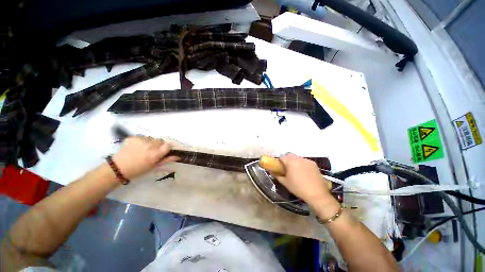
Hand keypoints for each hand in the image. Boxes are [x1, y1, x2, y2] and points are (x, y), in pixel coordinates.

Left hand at [112, 136, 178, 178]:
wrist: (118, 168)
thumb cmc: (138, 170)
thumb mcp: (154, 166)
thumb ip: (166, 159)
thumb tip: (178, 156)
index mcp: (155, 154)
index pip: (168, 145)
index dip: (167, 147)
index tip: (164, 150)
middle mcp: (149, 146)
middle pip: (160, 140)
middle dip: (158, 145)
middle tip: (152, 151)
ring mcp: (140, 141)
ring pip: (151, 138)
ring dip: (150, 142)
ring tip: (142, 149)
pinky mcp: (133, 138)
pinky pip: (142, 137)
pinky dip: (141, 141)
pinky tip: (136, 147)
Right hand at [275, 153, 333, 206]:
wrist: (317, 194)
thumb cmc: (298, 188)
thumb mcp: (285, 183)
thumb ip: (277, 175)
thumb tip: (272, 171)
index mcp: (291, 162)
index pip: (282, 156)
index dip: (279, 160)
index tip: (280, 166)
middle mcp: (299, 158)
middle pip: (289, 154)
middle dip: (286, 159)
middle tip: (287, 168)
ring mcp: (307, 160)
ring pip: (297, 157)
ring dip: (294, 161)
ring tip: (296, 171)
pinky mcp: (313, 163)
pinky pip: (304, 161)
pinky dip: (302, 164)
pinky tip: (304, 172)